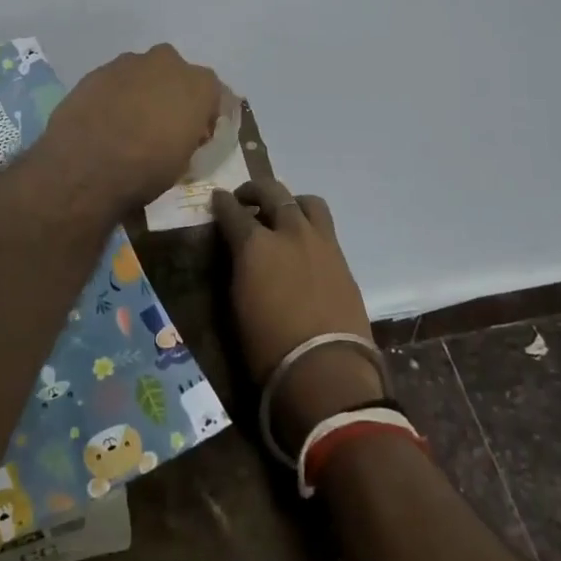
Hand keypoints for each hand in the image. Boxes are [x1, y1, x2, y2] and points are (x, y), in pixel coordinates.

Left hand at [38, 44, 225, 211]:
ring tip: (130, 124)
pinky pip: (116, 81)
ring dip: (142, 92)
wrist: (84, 167)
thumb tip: (184, 133)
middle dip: (173, 95)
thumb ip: (189, 137)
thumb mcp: (183, 162)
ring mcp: (129, 63)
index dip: (206, 115)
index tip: (197, 135)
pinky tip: (106, 120)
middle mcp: (167, 63)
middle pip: (177, 76)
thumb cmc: (145, 169)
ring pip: (144, 74)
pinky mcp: (97, 71)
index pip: (214, 94)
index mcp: (199, 85)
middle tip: (163, 125)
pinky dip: (115, 96)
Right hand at [214, 179, 382, 452]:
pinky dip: (310, 227)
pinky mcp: (342, 259)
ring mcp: (321, 242)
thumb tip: (237, 253)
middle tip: (245, 198)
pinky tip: (304, 244)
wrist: (326, 371)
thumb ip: (237, 268)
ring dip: (291, 202)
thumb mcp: (237, 306)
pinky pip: (325, 228)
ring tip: (283, 214)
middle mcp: (289, 232)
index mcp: (255, 244)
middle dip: (255, 190)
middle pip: (272, 192)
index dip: (222, 203)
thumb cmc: (268, 349)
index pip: (232, 211)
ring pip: (307, 202)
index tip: (217, 199)